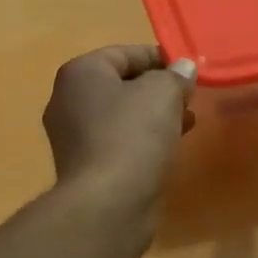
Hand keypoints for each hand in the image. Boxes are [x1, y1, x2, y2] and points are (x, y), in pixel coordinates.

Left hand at [42, 45, 196, 211]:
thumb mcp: (163, 93)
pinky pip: (118, 141)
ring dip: (154, 115)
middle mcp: (68, 100)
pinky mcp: (85, 166)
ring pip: (121, 115)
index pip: (124, 53)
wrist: (107, 204)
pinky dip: (143, 139)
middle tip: (189, 97)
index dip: (159, 57)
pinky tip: (169, 147)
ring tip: (187, 121)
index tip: (189, 69)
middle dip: (157, 88)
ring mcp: (72, 136)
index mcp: (80, 73)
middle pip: (121, 83)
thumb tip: (183, 67)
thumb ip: (175, 75)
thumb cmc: (132, 135)